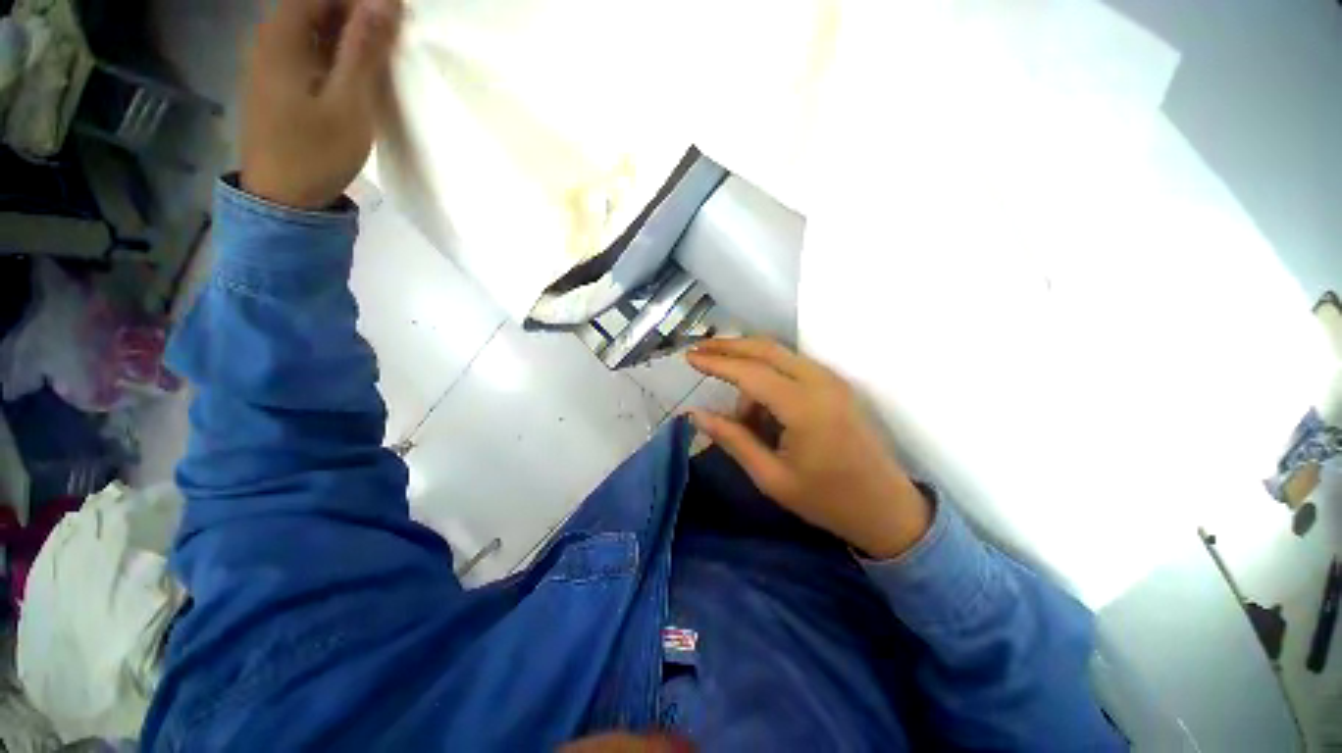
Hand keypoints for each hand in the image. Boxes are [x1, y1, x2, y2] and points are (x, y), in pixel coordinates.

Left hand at [241, 0, 401, 209]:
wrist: (281, 199)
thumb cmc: (315, 152)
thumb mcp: (348, 102)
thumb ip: (363, 49)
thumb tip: (384, 0)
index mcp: (281, 35)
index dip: (360, 0)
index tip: (395, 16)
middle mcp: (268, 37)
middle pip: (315, 5)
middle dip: (356, 13)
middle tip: (392, 36)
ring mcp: (268, 60)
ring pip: (312, 26)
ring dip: (347, 32)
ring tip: (379, 53)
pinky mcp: (276, 80)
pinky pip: (307, 48)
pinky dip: (334, 50)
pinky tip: (354, 70)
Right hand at [686, 338, 931, 558]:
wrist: (888, 509)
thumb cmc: (828, 500)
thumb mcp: (771, 477)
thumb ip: (733, 439)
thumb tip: (695, 414)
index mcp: (804, 407)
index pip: (750, 372)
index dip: (716, 362)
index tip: (688, 356)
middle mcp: (821, 382)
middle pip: (766, 348)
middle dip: (729, 346)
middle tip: (699, 350)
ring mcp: (832, 380)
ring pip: (779, 356)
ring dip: (750, 369)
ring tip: (740, 415)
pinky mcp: (836, 385)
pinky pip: (793, 367)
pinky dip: (769, 376)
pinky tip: (760, 406)